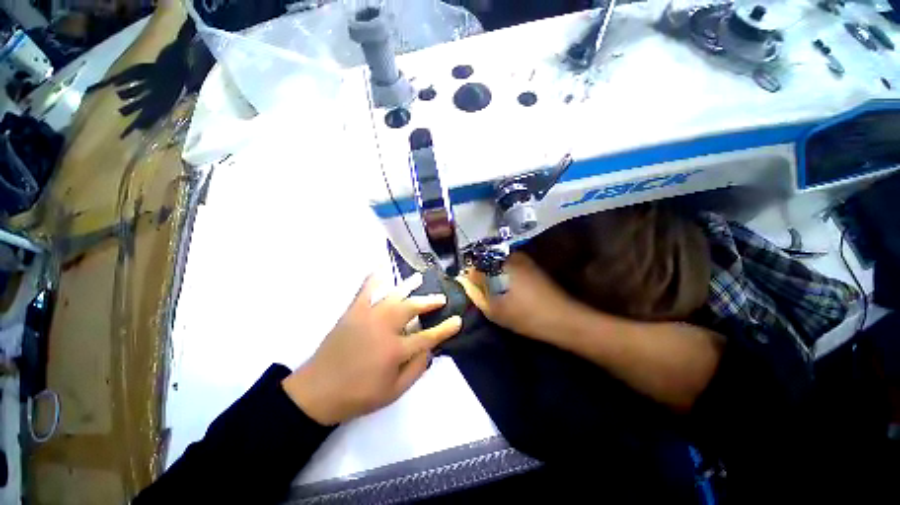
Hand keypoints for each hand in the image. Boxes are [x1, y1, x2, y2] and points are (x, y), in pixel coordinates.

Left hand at [282, 273, 461, 425]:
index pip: (428, 336)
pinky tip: (381, 268)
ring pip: (393, 295)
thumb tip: (430, 349)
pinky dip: (374, 277)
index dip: (445, 329)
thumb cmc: (358, 395)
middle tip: (441, 298)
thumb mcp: (393, 392)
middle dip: (430, 302)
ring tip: (420, 278)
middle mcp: (384, 328)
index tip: (458, 320)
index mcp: (395, 350)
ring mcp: (367, 316)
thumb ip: (416, 369)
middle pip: (412, 308)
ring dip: (409, 286)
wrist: (317, 391)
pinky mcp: (353, 312)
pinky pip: (365, 290)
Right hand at [457, 253, 576, 341]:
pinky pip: (510, 266)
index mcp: (500, 264)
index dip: (469, 275)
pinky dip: (504, 275)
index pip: (475, 263)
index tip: (469, 287)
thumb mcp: (495, 311)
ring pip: (499, 263)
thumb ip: (476, 295)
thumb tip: (464, 282)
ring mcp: (523, 260)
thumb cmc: (525, 316)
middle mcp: (511, 256)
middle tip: (481, 291)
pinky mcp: (531, 266)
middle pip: (487, 261)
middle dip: (481, 274)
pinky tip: (508, 290)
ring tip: (494, 291)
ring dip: (493, 274)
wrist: (562, 319)